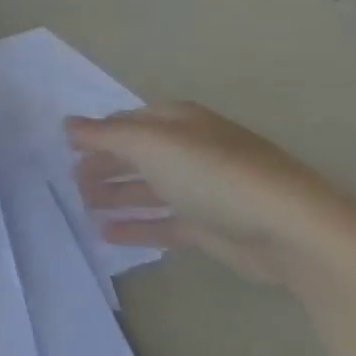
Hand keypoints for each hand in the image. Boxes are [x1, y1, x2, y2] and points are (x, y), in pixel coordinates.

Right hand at [65, 103, 355, 288]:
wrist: (289, 230)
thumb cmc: (213, 175)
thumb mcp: (150, 145)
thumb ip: (104, 136)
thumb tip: (67, 124)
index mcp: (179, 122)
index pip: (129, 122)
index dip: (98, 133)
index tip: (66, 148)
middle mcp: (189, 150)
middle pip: (136, 155)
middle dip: (103, 165)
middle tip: (70, 181)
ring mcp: (200, 190)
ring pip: (147, 189)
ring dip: (114, 195)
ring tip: (82, 206)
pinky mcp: (209, 228)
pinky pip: (162, 223)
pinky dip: (135, 226)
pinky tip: (106, 234)